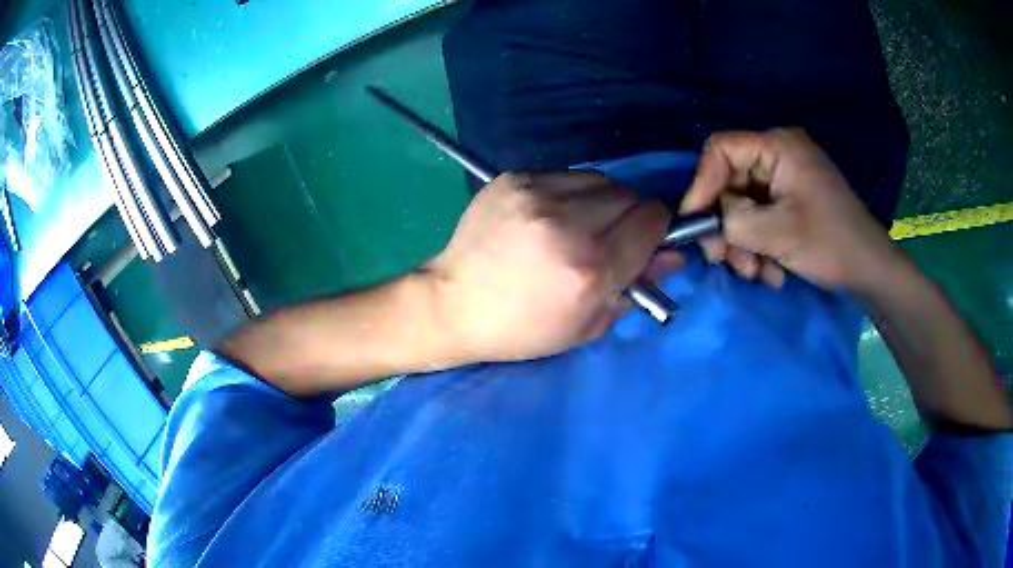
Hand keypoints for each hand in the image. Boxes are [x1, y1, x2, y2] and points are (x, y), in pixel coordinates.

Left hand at [426, 172, 677, 362]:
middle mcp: (568, 224)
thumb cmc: (522, 329)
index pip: (653, 220)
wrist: (453, 305)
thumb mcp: (587, 325)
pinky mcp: (513, 179)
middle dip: (631, 215)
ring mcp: (537, 195)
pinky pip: (566, 174)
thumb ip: (638, 286)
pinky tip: (551, 214)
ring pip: (601, 179)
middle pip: (630, 195)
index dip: (657, 228)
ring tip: (580, 223)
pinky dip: (571, 192)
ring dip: (603, 200)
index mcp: (591, 267)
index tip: (646, 239)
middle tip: (610, 236)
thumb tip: (675, 256)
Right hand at [680, 129, 899, 292]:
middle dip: (727, 226)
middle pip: (730, 182)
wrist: (870, 270)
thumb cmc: (832, 243)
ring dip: (743, 244)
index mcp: (779, 146)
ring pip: (742, 206)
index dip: (702, 184)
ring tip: (758, 274)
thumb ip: (734, 220)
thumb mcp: (779, 233)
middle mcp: (778, 156)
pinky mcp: (790, 201)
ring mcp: (785, 179)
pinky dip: (759, 247)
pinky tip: (773, 271)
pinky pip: (759, 218)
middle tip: (723, 261)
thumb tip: (704, 221)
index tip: (693, 223)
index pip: (722, 150)